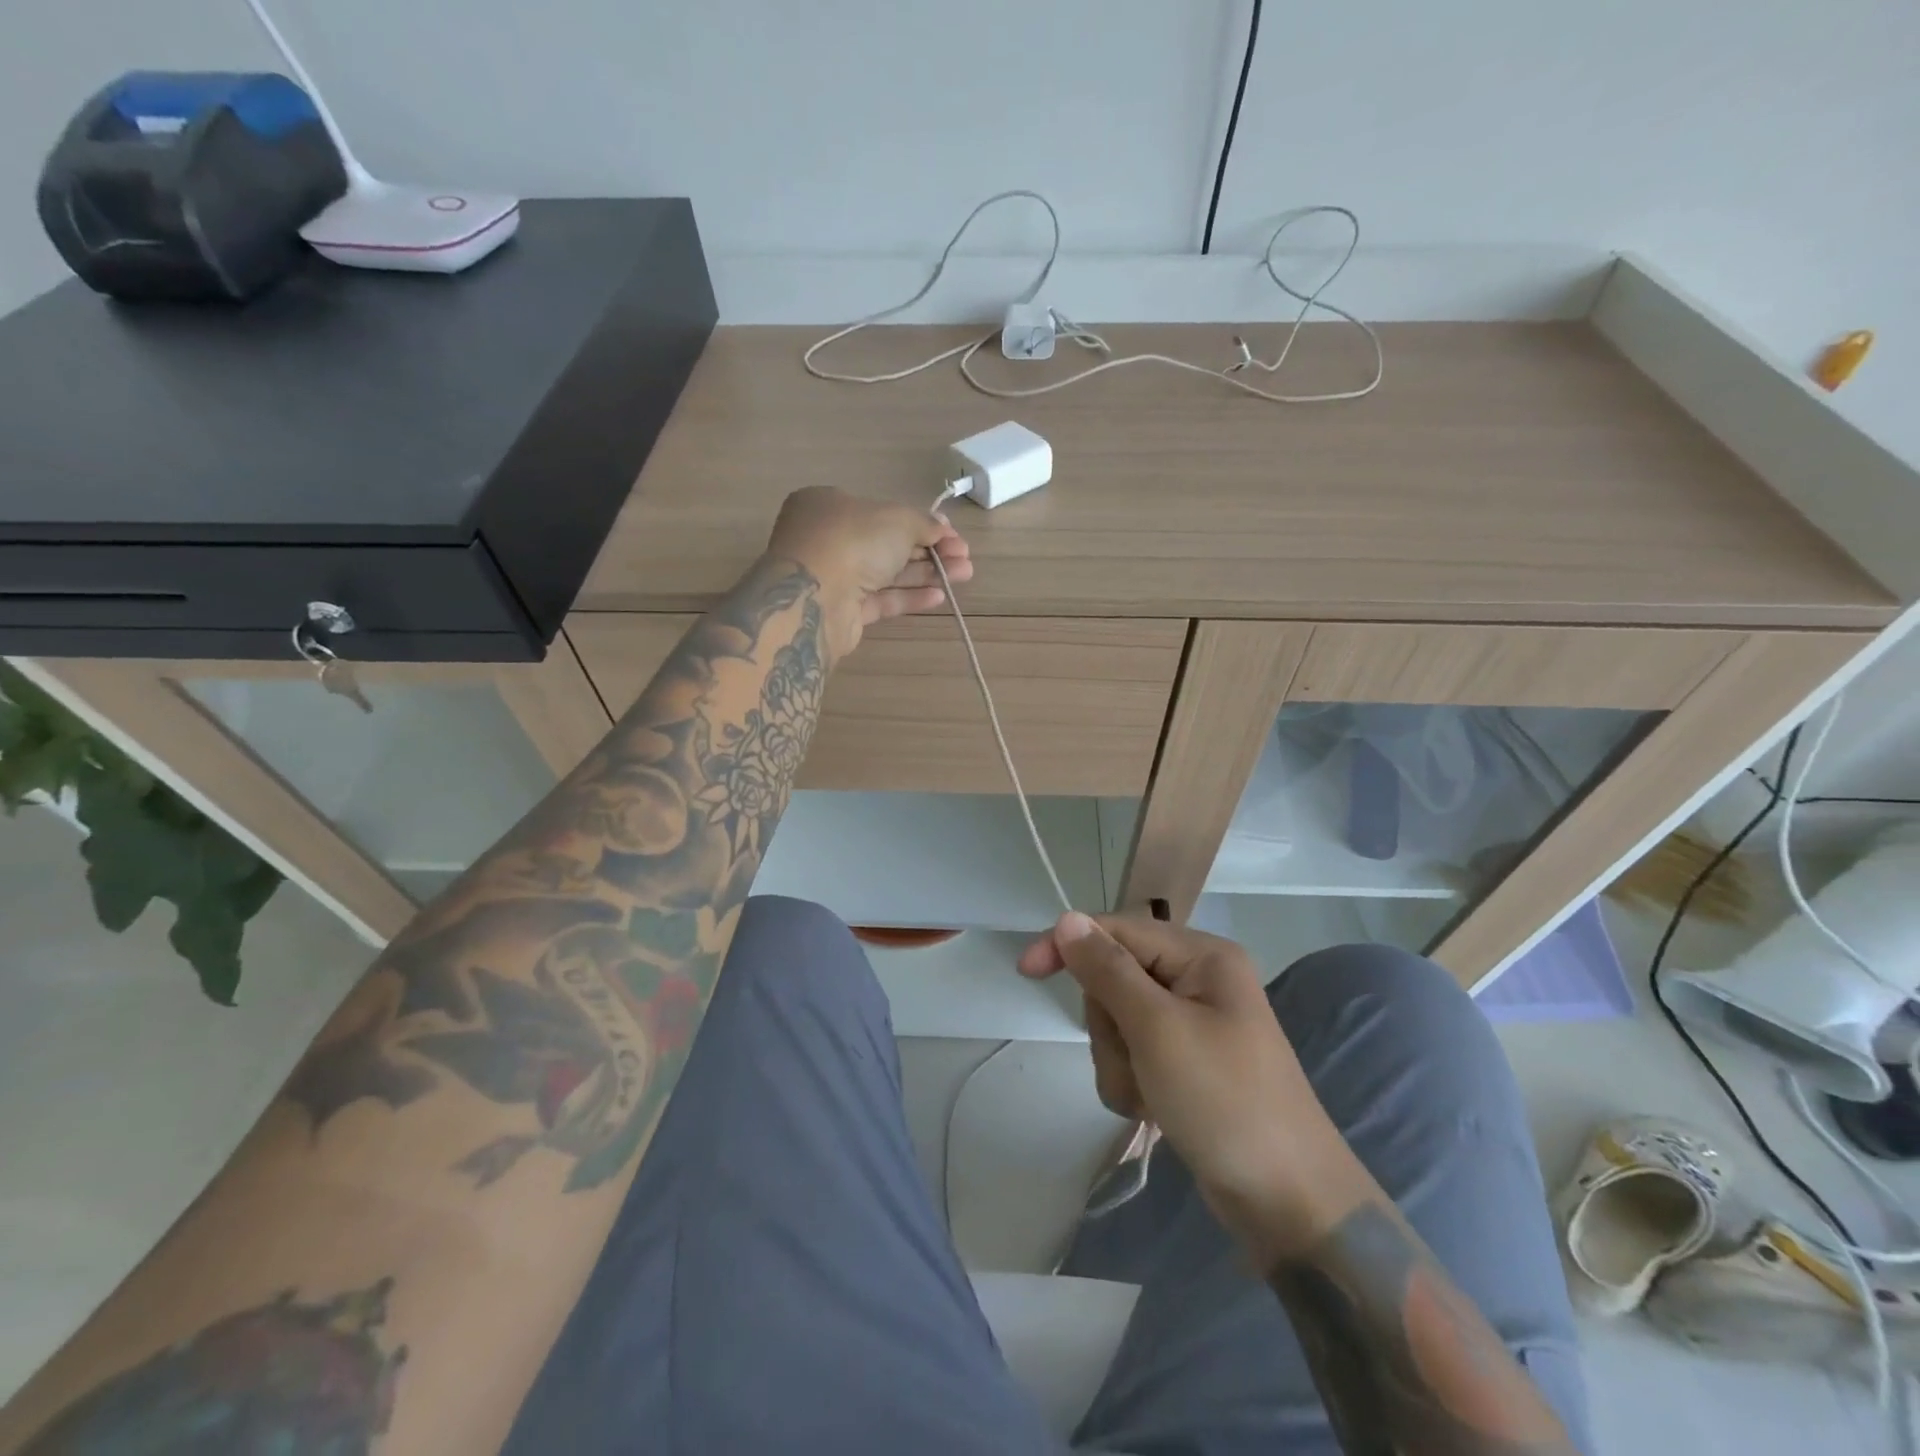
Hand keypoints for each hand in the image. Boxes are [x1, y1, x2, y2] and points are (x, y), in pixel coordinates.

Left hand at [763, 487, 972, 660]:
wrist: (814, 598)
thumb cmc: (853, 541)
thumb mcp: (897, 519)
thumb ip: (923, 523)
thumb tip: (941, 529)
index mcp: (830, 505)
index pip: (882, 512)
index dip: (920, 522)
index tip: (950, 533)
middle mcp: (828, 539)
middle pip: (887, 544)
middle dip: (930, 550)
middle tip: (964, 557)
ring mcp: (833, 577)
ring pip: (887, 573)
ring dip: (926, 573)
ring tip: (964, 575)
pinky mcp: (842, 611)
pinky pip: (880, 599)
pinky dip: (909, 596)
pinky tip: (939, 597)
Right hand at [1019, 913, 1371, 1259]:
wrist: (1290, 1204)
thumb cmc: (1225, 1102)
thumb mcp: (1158, 1029)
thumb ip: (1108, 970)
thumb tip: (1067, 918)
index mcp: (1202, 957)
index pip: (1118, 930)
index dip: (1070, 945)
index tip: (1026, 971)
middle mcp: (1197, 981)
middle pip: (1114, 979)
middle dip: (1109, 1026)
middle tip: (1134, 1059)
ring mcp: (1192, 1025)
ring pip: (1117, 1023)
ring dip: (1119, 1061)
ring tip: (1149, 1095)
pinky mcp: (1186, 1064)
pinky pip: (1133, 1056)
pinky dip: (1131, 1083)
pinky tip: (1154, 1111)